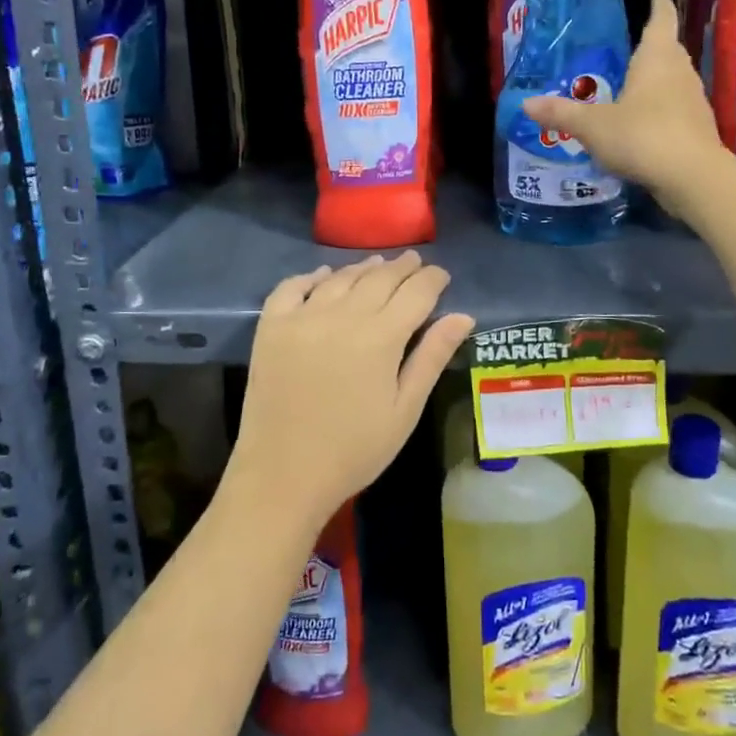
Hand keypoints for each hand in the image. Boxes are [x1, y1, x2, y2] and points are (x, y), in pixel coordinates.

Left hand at [231, 253, 472, 527]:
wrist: (283, 475)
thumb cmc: (354, 450)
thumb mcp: (404, 409)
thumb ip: (432, 357)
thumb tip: (463, 315)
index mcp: (381, 336)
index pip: (416, 293)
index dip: (432, 279)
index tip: (442, 275)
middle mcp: (342, 315)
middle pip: (379, 278)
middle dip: (402, 268)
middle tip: (415, 261)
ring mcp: (303, 317)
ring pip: (340, 278)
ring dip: (363, 268)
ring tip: (378, 263)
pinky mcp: (272, 327)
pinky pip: (292, 287)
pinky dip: (312, 276)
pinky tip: (324, 275)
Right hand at [523, 0, 728, 213]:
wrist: (693, 178)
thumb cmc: (642, 136)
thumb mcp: (593, 126)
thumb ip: (561, 114)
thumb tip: (526, 103)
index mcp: (656, 60)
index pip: (660, 21)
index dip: (657, 6)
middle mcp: (680, 73)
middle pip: (669, 50)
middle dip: (653, 46)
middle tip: (631, 46)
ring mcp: (693, 102)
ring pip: (675, 80)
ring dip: (658, 80)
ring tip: (633, 85)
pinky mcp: (699, 130)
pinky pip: (677, 109)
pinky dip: (662, 109)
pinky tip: (644, 124)